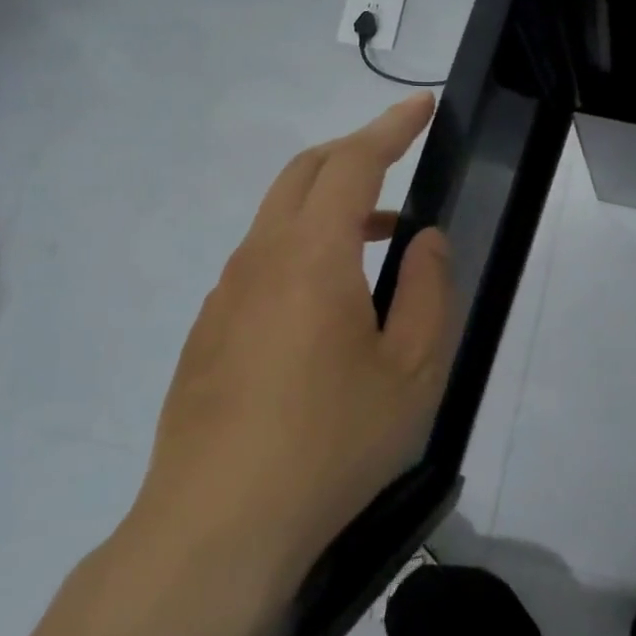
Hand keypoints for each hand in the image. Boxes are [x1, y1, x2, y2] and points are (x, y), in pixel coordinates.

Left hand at [120, 95, 453, 597]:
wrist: (215, 528)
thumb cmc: (331, 444)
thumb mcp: (412, 371)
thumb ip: (427, 291)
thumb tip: (423, 239)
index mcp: (312, 256)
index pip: (353, 163)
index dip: (390, 127)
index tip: (420, 106)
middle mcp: (260, 259)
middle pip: (303, 173)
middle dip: (354, 151)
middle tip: (400, 160)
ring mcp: (225, 295)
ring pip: (279, 217)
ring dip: (331, 205)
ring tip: (381, 241)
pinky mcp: (208, 332)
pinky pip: (261, 261)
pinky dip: (303, 246)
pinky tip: (328, 304)